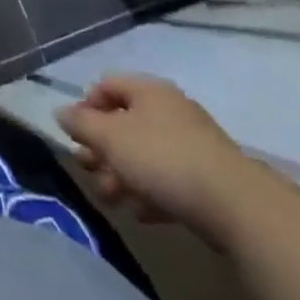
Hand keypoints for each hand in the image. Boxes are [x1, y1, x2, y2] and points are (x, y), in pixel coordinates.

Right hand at [56, 75, 262, 243]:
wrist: (238, 207)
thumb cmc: (163, 159)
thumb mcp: (111, 138)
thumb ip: (82, 124)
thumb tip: (61, 112)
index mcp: (148, 90)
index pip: (106, 85)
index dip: (86, 107)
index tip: (76, 136)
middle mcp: (170, 110)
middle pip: (124, 122)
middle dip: (102, 149)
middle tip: (89, 171)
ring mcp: (193, 144)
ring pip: (145, 153)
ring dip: (122, 174)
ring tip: (112, 200)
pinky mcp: (209, 179)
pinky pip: (169, 178)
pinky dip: (151, 191)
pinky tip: (142, 214)